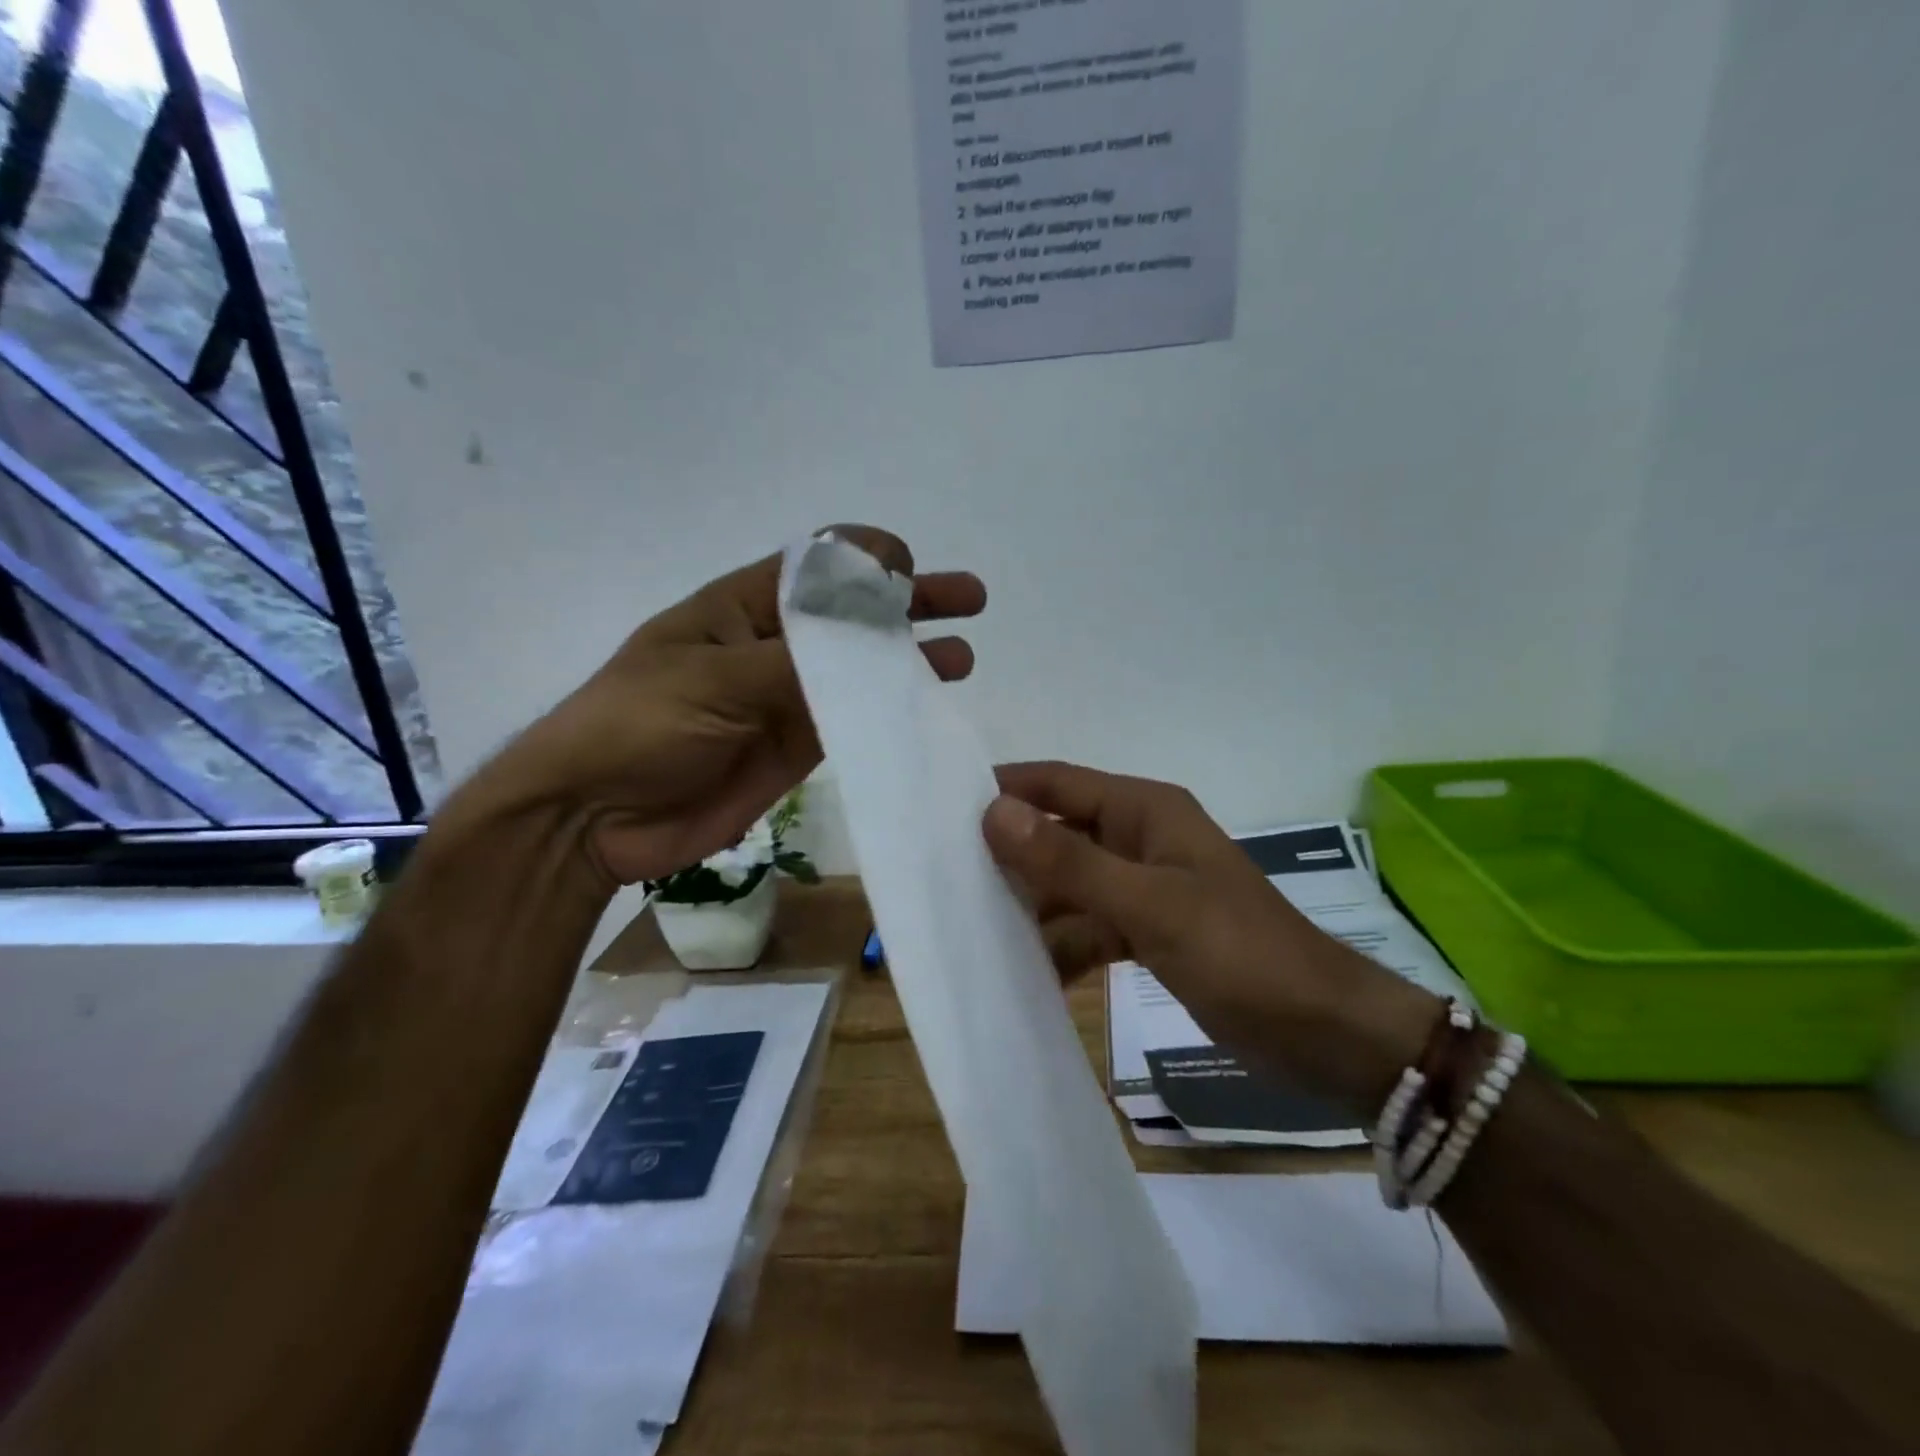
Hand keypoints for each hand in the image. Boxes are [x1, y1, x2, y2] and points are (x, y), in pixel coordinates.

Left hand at [454, 527, 984, 886]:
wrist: (594, 815)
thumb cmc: (637, 724)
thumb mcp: (712, 678)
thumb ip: (795, 661)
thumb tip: (871, 637)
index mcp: (743, 606)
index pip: (818, 564)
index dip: (869, 557)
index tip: (911, 569)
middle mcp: (774, 645)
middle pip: (854, 614)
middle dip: (911, 600)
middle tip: (969, 598)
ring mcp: (789, 698)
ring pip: (864, 669)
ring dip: (912, 659)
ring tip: (963, 658)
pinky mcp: (797, 746)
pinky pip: (854, 720)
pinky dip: (890, 712)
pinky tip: (927, 709)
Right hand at [982, 762, 1435, 1114]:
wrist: (1326, 1033)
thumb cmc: (1240, 955)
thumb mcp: (1149, 906)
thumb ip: (1069, 862)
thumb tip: (992, 812)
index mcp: (1144, 811)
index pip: (1056, 783)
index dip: (1003, 790)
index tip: (939, 811)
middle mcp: (1140, 838)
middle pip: (1058, 833)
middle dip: (1008, 854)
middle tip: (942, 878)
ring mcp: (1145, 888)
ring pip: (1069, 884)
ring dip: (1031, 905)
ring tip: (969, 929)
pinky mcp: (1151, 932)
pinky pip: (1090, 926)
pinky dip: (1062, 944)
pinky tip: (1025, 971)